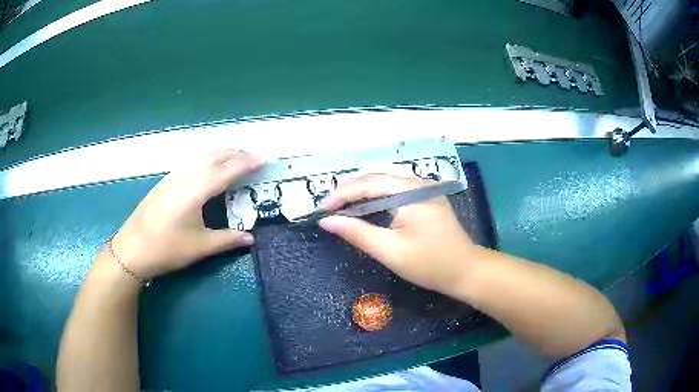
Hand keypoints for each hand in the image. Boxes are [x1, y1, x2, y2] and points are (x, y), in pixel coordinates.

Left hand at [110, 150, 262, 279]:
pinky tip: (208, 168)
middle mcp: (186, 175)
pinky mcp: (165, 181)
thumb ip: (227, 239)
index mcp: (197, 189)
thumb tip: (251, 238)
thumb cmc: (167, 248)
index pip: (228, 169)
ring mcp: (173, 176)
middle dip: (237, 153)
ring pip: (202, 156)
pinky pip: (192, 162)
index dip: (248, 163)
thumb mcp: (200, 247)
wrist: (132, 249)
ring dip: (221, 154)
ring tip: (235, 160)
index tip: (266, 159)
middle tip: (255, 158)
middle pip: (215, 156)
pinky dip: (207, 160)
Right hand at [319, 174, 475, 294]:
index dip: (342, 194)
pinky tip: (365, 209)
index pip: (369, 183)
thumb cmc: (429, 264)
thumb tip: (327, 221)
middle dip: (350, 192)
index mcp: (411, 192)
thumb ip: (357, 233)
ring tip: (341, 208)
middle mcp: (418, 183)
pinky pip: (395, 192)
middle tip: (328, 208)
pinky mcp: (426, 198)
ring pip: (385, 184)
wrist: (466, 271)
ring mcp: (425, 189)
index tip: (321, 209)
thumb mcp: (390, 251)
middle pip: (376, 179)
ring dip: (362, 195)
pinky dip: (376, 200)